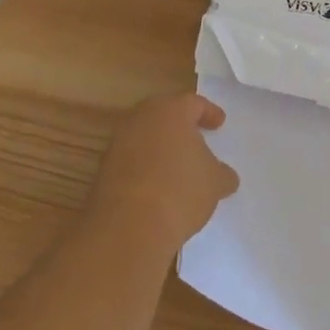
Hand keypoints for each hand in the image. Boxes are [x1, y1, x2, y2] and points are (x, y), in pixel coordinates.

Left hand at [90, 93, 239, 248]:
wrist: (127, 227)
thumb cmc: (180, 190)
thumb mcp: (214, 183)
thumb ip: (221, 174)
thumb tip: (226, 177)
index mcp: (171, 110)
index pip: (194, 103)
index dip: (209, 113)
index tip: (219, 123)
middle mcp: (142, 118)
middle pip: (165, 115)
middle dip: (181, 126)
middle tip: (197, 139)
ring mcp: (119, 143)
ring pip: (146, 136)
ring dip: (161, 147)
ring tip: (178, 166)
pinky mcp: (104, 169)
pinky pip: (132, 159)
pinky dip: (146, 167)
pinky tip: (158, 186)